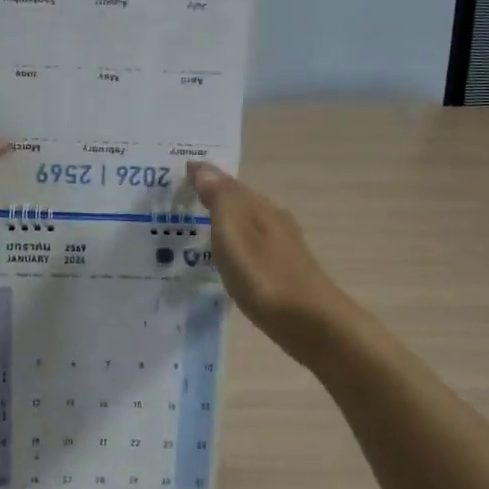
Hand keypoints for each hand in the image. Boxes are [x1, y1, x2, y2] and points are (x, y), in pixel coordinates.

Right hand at [188, 160, 350, 362]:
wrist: (310, 322)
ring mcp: (282, 247)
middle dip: (213, 198)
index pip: (227, 182)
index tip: (178, 174)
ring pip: (246, 225)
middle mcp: (273, 220)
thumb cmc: (264, 276)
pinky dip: (235, 247)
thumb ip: (218, 199)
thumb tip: (202, 166)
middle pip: (239, 202)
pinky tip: (226, 261)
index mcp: (259, 207)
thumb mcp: (233, 234)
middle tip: (180, 201)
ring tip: (195, 230)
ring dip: (224, 224)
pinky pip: (251, 248)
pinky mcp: (283, 272)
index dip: (204, 177)